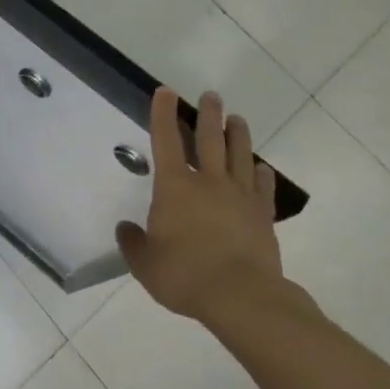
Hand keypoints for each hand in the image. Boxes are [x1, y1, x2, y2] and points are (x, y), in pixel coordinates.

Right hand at [116, 89, 296, 322]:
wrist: (242, 298)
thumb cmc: (185, 275)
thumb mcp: (145, 264)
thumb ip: (133, 243)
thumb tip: (126, 228)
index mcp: (175, 186)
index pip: (166, 140)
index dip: (164, 113)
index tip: (166, 91)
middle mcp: (208, 182)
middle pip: (209, 139)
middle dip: (208, 114)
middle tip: (212, 96)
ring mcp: (239, 196)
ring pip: (239, 155)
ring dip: (238, 134)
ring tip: (237, 119)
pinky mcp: (262, 216)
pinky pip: (263, 187)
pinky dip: (263, 175)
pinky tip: (262, 168)